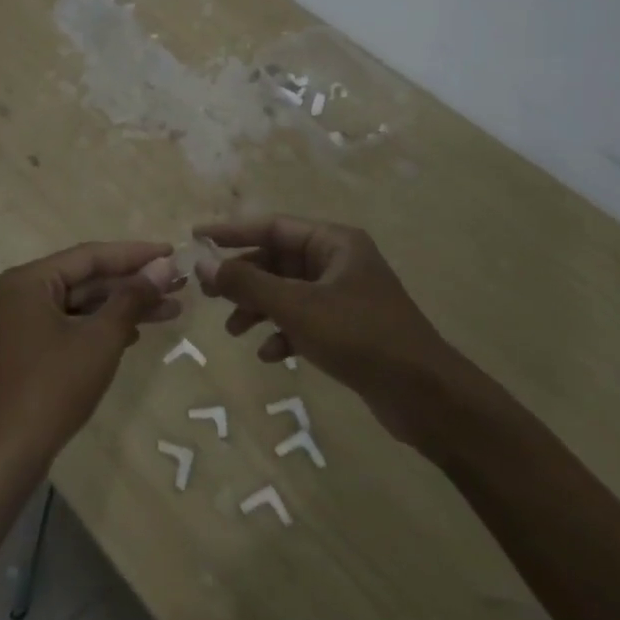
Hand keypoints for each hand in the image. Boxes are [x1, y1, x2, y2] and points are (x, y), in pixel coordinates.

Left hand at [0, 241, 183, 483]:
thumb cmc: (53, 387)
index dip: (135, 254)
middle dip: (133, 284)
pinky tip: (134, 335)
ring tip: (171, 309)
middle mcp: (20, 294)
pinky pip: (70, 326)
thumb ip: (132, 297)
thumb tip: (163, 265)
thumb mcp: (100, 338)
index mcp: (29, 281)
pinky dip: (101, 328)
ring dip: (123, 307)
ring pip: (81, 305)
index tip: (172, 253)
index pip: (90, 256)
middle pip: (86, 279)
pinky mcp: (26, 352)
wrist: (4, 455)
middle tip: (178, 284)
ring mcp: (20, 324)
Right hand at [195, 215, 470, 439]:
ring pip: (288, 292)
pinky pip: (303, 320)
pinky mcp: (348, 328)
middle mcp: (339, 262)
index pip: (273, 225)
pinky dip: (283, 332)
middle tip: (208, 293)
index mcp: (334, 242)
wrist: (423, 394)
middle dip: (243, 278)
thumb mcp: (297, 307)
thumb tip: (203, 264)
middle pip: (278, 260)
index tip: (196, 238)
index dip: (232, 232)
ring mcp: (344, 296)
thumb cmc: (360, 336)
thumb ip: (247, 284)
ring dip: (259, 308)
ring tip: (234, 331)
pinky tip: (271, 355)